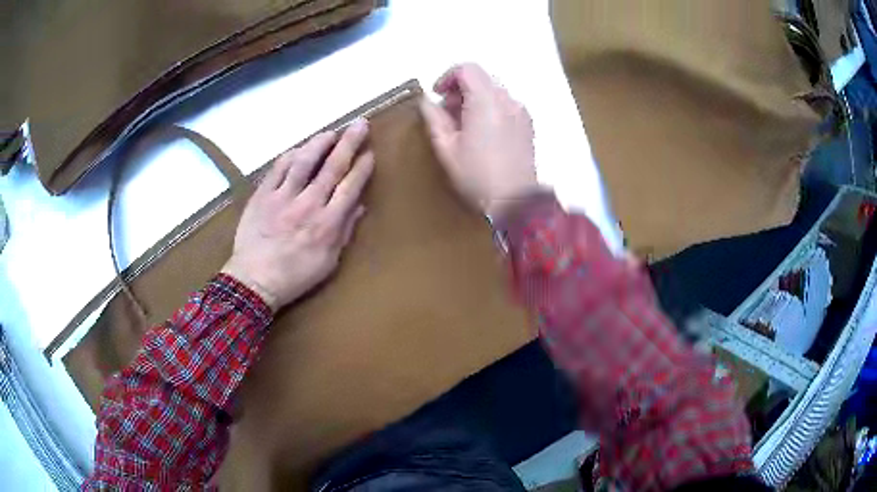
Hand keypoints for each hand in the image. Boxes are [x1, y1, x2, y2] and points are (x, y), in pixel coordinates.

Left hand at [222, 119, 372, 311]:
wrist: (254, 281)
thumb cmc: (295, 276)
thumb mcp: (328, 262)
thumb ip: (344, 231)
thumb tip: (359, 206)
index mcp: (327, 223)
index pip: (350, 187)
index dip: (362, 167)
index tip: (370, 153)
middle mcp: (308, 204)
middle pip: (332, 167)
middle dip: (349, 143)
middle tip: (360, 124)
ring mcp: (283, 197)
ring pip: (305, 161)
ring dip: (320, 143)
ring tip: (331, 132)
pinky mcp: (263, 195)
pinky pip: (278, 169)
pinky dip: (291, 156)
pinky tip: (299, 149)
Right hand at [419, 63, 538, 218]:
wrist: (515, 202)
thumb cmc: (478, 177)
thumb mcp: (446, 148)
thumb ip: (434, 118)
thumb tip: (427, 102)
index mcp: (486, 102)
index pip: (467, 69)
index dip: (448, 77)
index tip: (438, 94)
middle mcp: (507, 100)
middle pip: (481, 79)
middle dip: (460, 90)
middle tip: (446, 114)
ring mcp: (520, 112)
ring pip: (493, 92)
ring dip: (474, 100)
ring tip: (463, 126)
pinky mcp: (527, 124)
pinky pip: (505, 105)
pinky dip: (489, 109)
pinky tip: (482, 133)